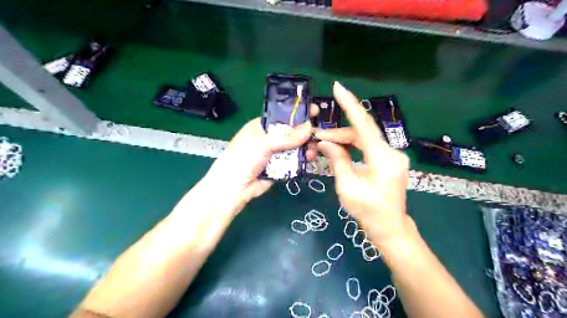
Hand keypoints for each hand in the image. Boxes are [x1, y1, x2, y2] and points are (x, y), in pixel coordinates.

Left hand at [202, 114, 317, 210]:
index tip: (315, 110)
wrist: (234, 189)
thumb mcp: (263, 143)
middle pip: (293, 132)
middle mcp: (271, 137)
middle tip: (319, 135)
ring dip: (306, 147)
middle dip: (306, 133)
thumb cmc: (243, 158)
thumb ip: (287, 136)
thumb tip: (310, 127)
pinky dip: (303, 160)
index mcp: (263, 126)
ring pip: (296, 147)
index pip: (284, 115)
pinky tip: (309, 159)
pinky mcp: (281, 167)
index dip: (299, 113)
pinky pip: (295, 160)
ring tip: (313, 151)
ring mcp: (276, 153)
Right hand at [312, 82, 414, 245]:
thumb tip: (325, 142)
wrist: (390, 227)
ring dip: (344, 139)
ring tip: (324, 144)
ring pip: (364, 138)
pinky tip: (339, 149)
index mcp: (383, 159)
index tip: (338, 88)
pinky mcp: (389, 160)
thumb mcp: (347, 187)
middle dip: (338, 132)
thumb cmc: (368, 212)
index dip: (350, 105)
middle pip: (362, 132)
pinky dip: (353, 146)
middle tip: (317, 137)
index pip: (364, 125)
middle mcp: (391, 152)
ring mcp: (392, 155)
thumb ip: (337, 160)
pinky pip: (368, 146)